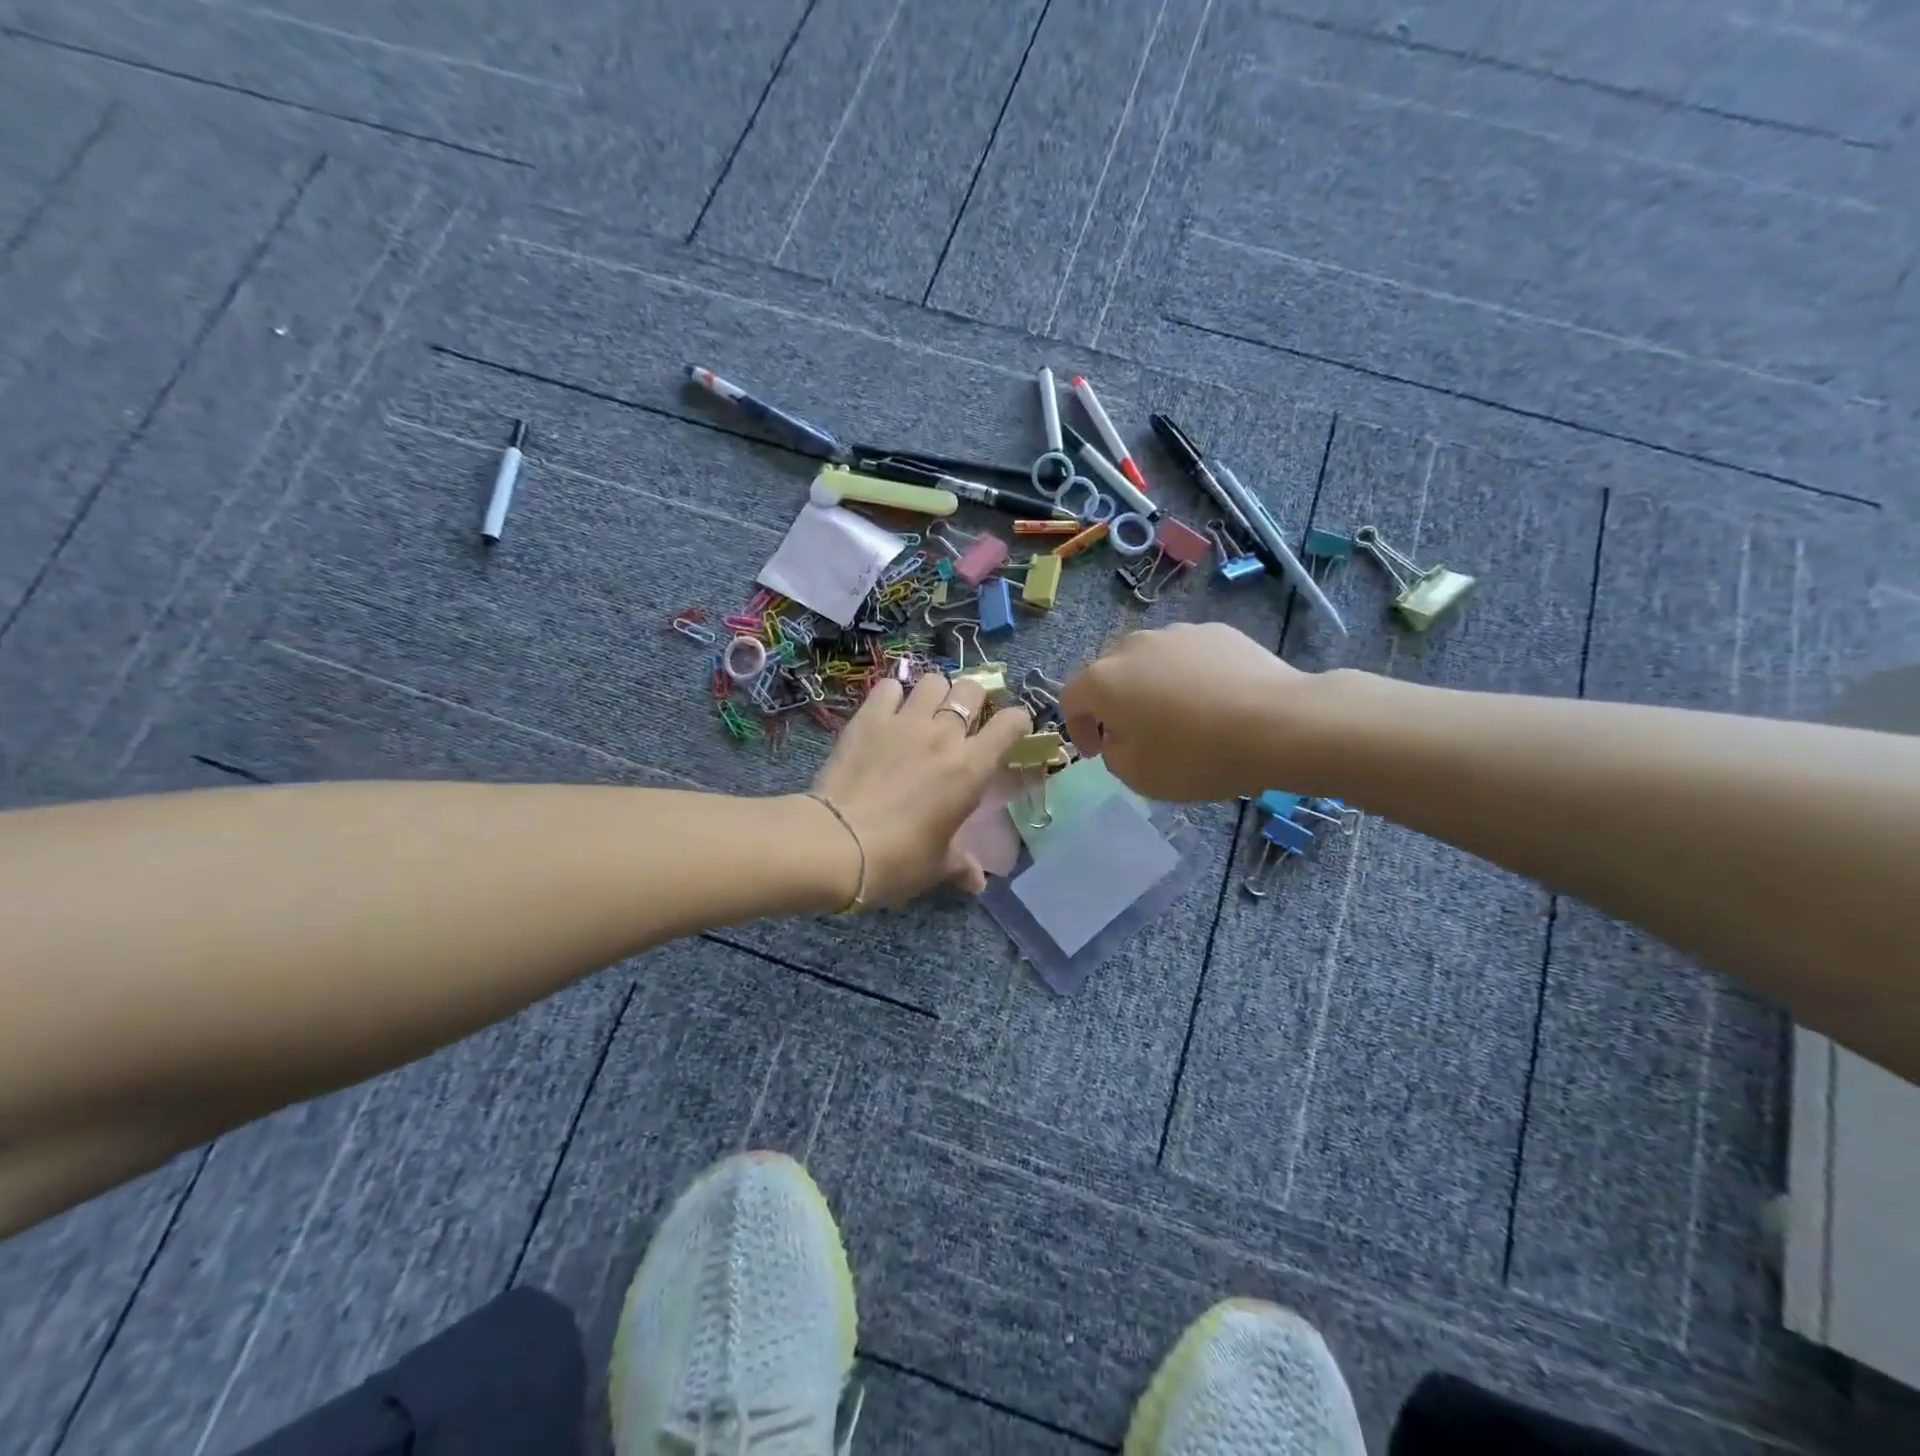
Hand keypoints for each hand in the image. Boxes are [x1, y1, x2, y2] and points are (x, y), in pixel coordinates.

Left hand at [809, 672, 1032, 904]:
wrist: (838, 844)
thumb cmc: (899, 859)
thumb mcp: (937, 866)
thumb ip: (961, 865)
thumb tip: (977, 883)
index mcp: (972, 768)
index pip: (1011, 723)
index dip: (1017, 722)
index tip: (1011, 732)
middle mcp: (944, 735)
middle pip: (971, 689)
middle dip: (975, 698)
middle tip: (964, 718)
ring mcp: (905, 721)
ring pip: (932, 681)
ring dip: (936, 692)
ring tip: (926, 710)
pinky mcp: (868, 719)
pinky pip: (887, 687)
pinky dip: (892, 694)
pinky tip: (888, 711)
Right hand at [1060, 623, 1306, 800]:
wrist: (1279, 724)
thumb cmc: (1197, 755)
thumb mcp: (1138, 776)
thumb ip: (1113, 755)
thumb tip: (1120, 739)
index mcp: (1104, 680)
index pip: (1070, 699)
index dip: (1077, 728)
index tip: (1096, 752)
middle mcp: (1133, 646)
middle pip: (1107, 672)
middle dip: (1112, 702)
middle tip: (1133, 733)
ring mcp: (1177, 633)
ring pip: (1148, 660)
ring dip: (1149, 685)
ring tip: (1177, 715)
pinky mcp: (1216, 631)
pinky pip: (1187, 655)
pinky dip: (1188, 676)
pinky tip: (1213, 701)